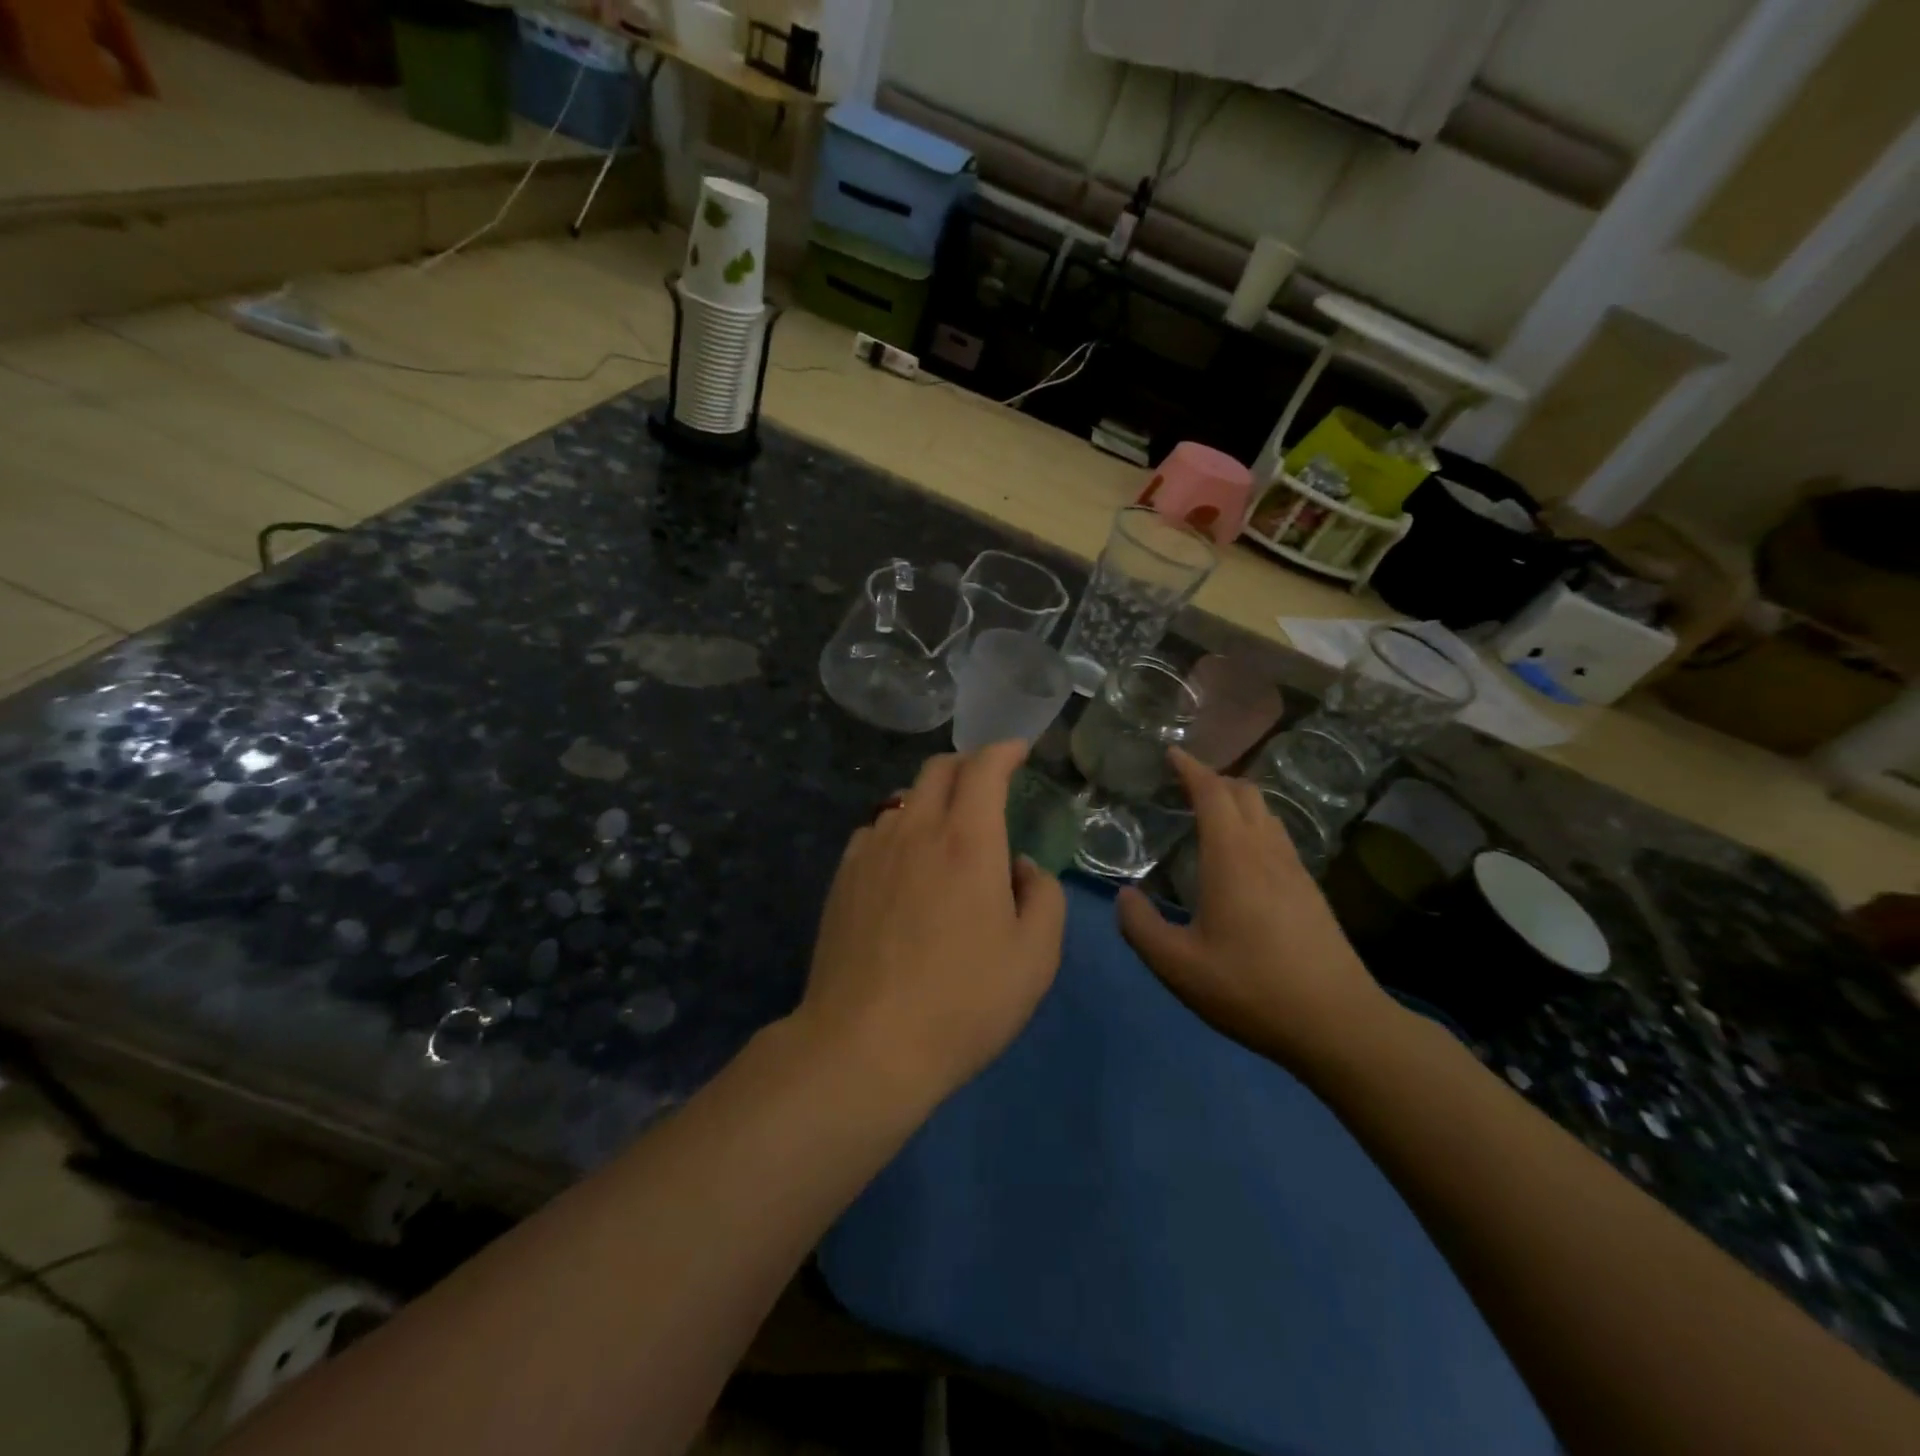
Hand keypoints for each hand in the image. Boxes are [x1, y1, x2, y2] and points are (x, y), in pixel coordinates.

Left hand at [796, 743, 1067, 1107]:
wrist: (866, 1044)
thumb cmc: (964, 1002)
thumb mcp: (1035, 957)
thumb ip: (1042, 896)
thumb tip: (1020, 866)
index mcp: (968, 841)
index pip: (984, 768)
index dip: (1004, 750)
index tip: (1018, 749)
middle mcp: (916, 830)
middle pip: (937, 769)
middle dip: (967, 763)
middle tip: (987, 782)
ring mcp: (872, 851)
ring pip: (904, 798)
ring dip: (932, 798)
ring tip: (948, 829)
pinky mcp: (843, 877)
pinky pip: (876, 831)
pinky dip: (899, 829)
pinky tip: (905, 863)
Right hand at [1117, 749, 1394, 1073]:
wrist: (1339, 1023)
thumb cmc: (1252, 989)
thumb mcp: (1178, 967)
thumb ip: (1141, 927)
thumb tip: (1125, 896)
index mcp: (1233, 858)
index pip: (1213, 793)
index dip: (1191, 768)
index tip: (1171, 754)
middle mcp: (1266, 852)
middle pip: (1245, 793)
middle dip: (1213, 779)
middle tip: (1183, 786)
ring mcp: (1295, 870)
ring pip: (1266, 813)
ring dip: (1236, 801)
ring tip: (1209, 815)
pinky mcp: (1310, 891)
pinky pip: (1278, 837)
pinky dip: (1253, 826)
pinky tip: (1241, 858)